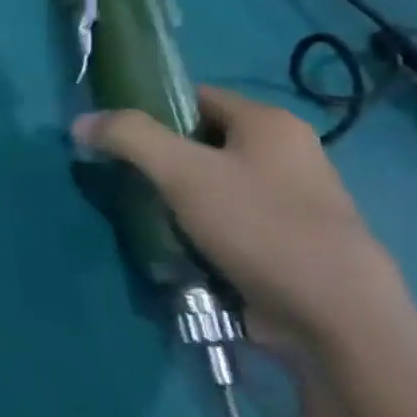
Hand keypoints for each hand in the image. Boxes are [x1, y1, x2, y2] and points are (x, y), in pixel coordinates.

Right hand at [74, 86, 415, 360]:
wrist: (336, 319)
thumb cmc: (259, 226)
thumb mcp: (182, 172)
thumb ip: (128, 137)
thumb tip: (81, 122)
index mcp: (270, 124)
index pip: (194, 96)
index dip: (148, 108)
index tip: (112, 134)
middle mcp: (287, 154)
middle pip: (200, 142)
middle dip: (157, 159)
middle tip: (120, 178)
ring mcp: (290, 201)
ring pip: (210, 184)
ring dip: (173, 198)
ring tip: (141, 215)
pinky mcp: (286, 242)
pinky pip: (226, 220)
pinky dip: (196, 228)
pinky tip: (174, 246)